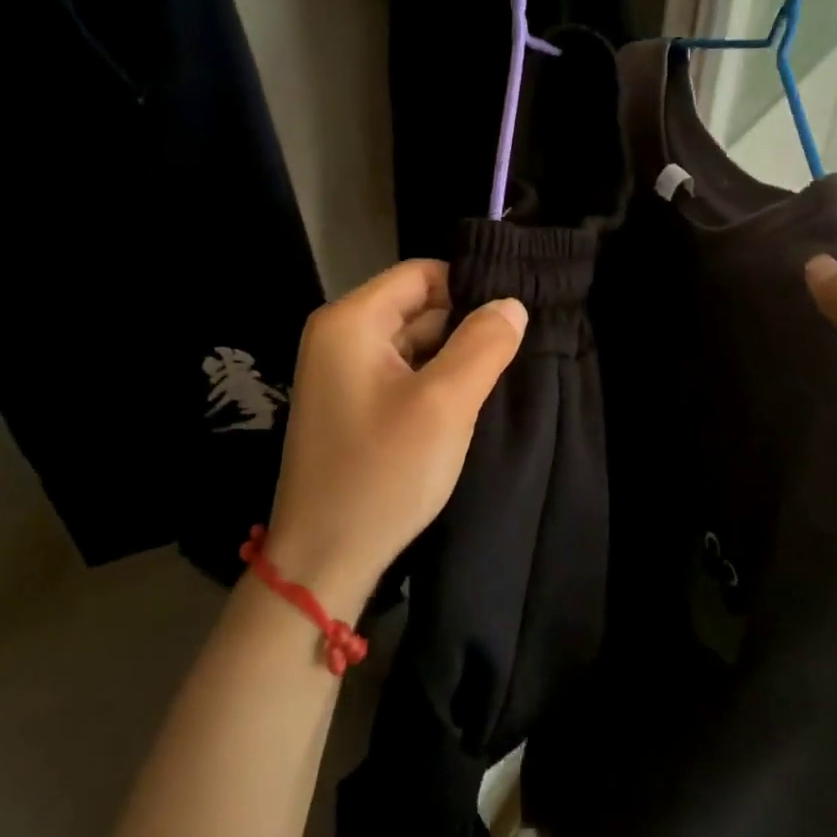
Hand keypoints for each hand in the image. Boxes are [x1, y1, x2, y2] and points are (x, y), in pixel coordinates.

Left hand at [262, 260, 527, 618]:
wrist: (323, 561)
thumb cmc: (382, 473)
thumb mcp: (444, 404)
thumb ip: (482, 345)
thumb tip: (511, 304)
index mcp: (351, 321)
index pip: (420, 274)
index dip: (468, 288)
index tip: (512, 316)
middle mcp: (339, 335)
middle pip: (415, 306)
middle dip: (463, 324)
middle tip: (513, 349)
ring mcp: (341, 372)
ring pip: (411, 341)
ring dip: (450, 355)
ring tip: (496, 375)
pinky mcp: (350, 403)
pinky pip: (399, 372)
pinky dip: (432, 379)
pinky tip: (464, 401)